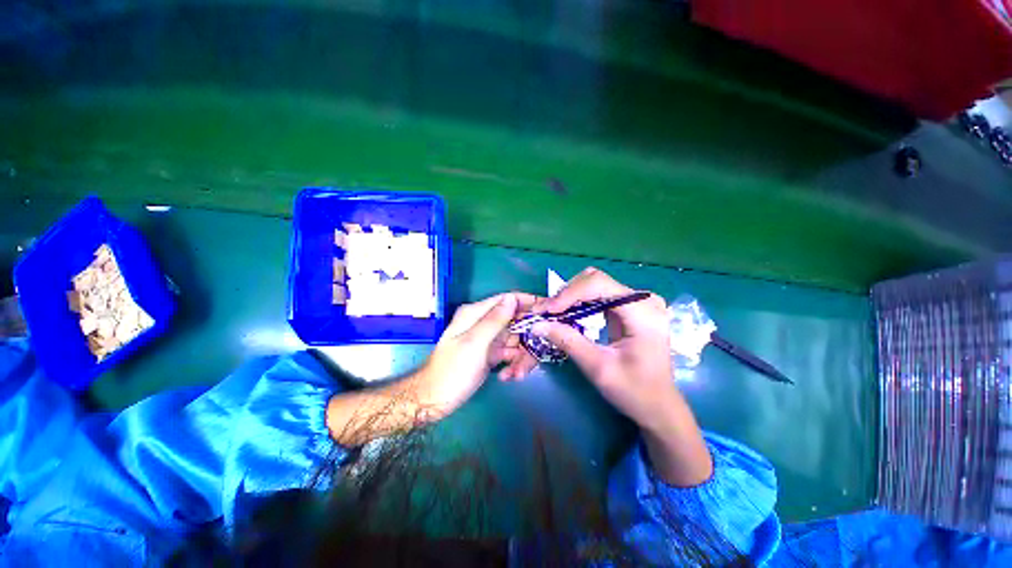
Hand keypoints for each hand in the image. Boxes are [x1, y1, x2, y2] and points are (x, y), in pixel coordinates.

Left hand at [327, 292, 536, 445]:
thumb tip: (512, 298)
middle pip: (515, 321)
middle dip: (527, 338)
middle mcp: (484, 323)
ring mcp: (489, 339)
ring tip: (517, 373)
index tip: (548, 311)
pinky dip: (513, 363)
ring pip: (515, 339)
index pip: (507, 299)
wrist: (435, 400)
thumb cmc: (452, 370)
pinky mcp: (491, 354)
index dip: (528, 303)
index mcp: (476, 313)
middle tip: (534, 355)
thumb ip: (494, 320)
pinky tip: (509, 376)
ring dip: (520, 355)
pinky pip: (510, 353)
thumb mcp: (475, 343)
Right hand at [532, 267, 711, 485]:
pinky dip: (579, 301)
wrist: (658, 406)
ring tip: (553, 313)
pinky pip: (598, 294)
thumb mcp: (598, 368)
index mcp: (643, 312)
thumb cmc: (635, 391)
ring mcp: (637, 302)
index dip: (569, 294)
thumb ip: (568, 341)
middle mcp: (643, 299)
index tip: (546, 310)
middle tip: (546, 312)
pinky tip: (567, 312)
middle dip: (567, 293)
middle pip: (596, 280)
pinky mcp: (630, 308)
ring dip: (571, 296)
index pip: (599, 285)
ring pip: (595, 284)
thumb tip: (537, 324)